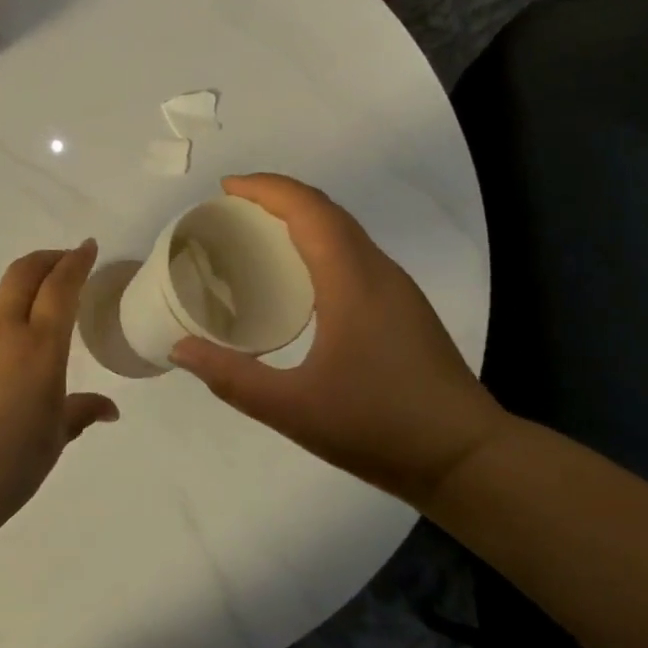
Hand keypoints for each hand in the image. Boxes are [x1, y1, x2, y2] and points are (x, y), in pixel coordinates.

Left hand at [0, 240, 118, 515]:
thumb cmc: (16, 458)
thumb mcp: (58, 435)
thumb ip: (82, 411)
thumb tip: (109, 410)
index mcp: (41, 345)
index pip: (61, 286)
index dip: (76, 261)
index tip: (87, 247)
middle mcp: (4, 332)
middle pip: (22, 273)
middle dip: (45, 259)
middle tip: (62, 261)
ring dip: (17, 286)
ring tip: (31, 298)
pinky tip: (0, 347)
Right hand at [169, 175, 508, 509]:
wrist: (467, 458)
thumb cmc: (379, 427)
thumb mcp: (293, 408)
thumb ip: (231, 378)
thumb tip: (180, 348)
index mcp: (352, 281)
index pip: (308, 210)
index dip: (266, 189)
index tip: (225, 188)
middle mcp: (377, 272)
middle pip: (326, 211)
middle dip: (277, 198)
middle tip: (230, 210)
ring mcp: (396, 289)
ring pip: (344, 231)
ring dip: (299, 219)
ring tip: (256, 236)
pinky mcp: (403, 308)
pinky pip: (354, 254)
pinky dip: (318, 243)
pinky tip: (297, 278)